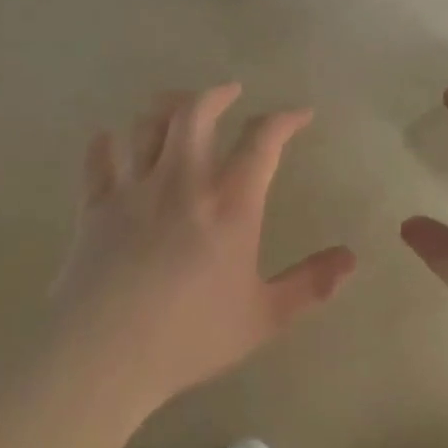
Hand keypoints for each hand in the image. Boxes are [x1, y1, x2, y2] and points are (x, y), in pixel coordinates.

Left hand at [46, 85, 357, 412]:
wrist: (104, 354)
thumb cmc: (192, 336)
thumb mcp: (265, 316)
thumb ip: (311, 284)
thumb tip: (351, 258)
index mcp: (230, 205)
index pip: (262, 141)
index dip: (284, 120)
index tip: (300, 114)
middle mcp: (182, 182)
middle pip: (195, 112)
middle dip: (216, 94)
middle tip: (230, 92)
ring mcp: (134, 190)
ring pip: (146, 125)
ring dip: (164, 108)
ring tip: (177, 109)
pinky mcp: (96, 206)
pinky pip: (99, 158)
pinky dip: (107, 143)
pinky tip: (112, 141)